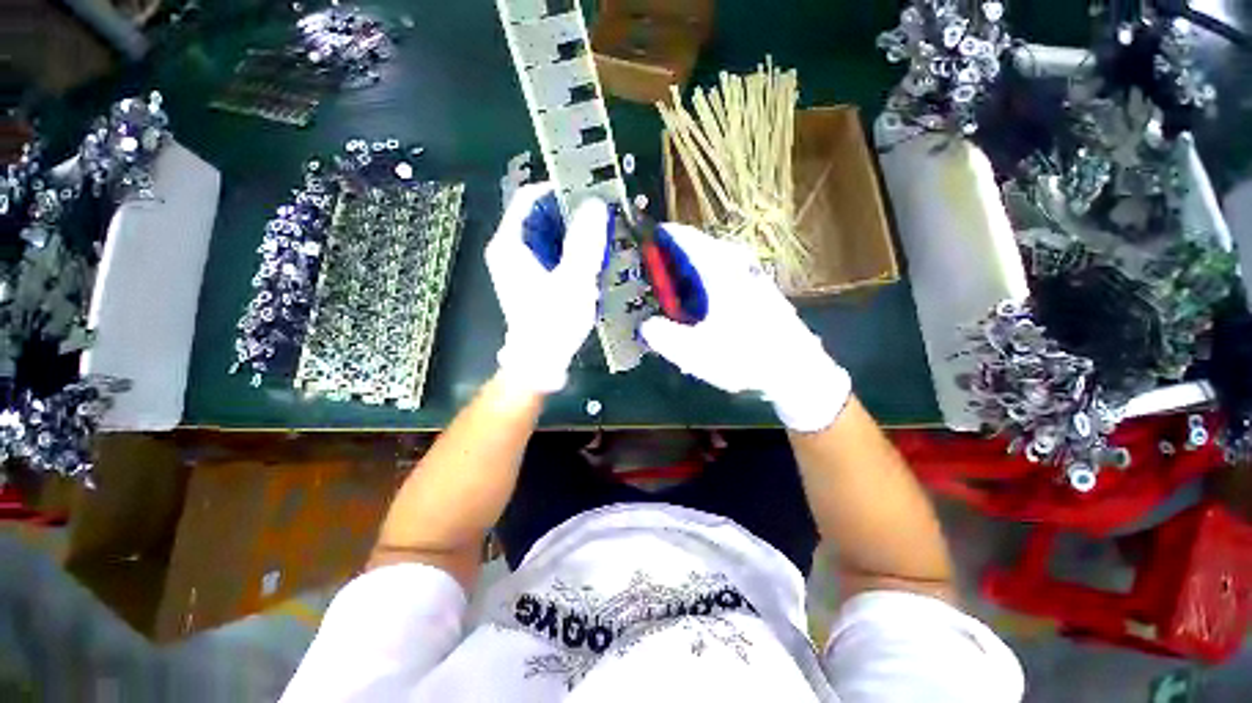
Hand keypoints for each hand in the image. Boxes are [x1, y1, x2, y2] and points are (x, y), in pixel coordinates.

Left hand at [487, 183, 609, 393]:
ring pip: (546, 235)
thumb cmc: (554, 320)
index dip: (558, 189)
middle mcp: (509, 250)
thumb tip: (595, 204)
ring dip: (572, 233)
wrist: (541, 360)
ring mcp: (518, 265)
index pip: (529, 198)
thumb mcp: (574, 280)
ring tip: (600, 236)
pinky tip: (589, 259)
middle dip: (570, 214)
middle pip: (539, 216)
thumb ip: (584, 242)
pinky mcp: (530, 279)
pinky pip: (550, 253)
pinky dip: (569, 250)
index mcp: (510, 243)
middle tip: (600, 218)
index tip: (589, 193)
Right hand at [640, 224, 850, 431]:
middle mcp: (736, 263)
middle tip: (661, 282)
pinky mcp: (762, 288)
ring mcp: (752, 273)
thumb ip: (663, 336)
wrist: (796, 368)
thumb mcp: (693, 352)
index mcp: (716, 269)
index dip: (662, 238)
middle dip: (675, 261)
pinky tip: (709, 308)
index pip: (683, 238)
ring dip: (694, 273)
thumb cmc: (743, 355)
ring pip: (714, 260)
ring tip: (682, 297)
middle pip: (698, 247)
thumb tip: (647, 325)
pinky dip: (711, 282)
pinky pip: (728, 272)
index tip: (647, 245)